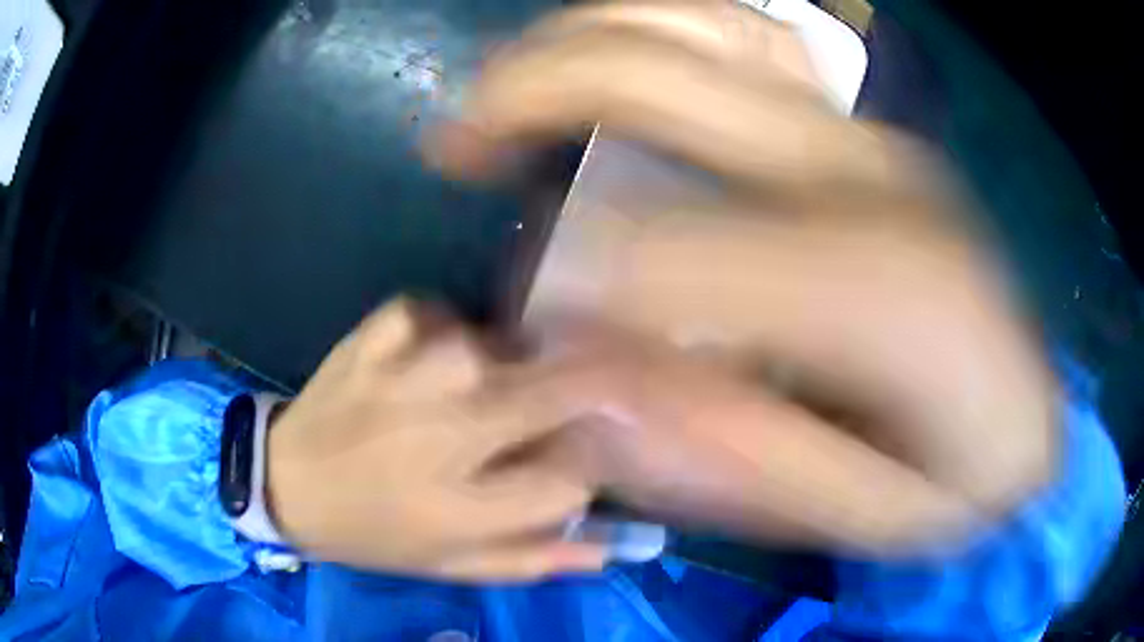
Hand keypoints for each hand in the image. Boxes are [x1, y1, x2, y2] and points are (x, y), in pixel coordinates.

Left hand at [266, 300, 604, 580]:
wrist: (287, 485)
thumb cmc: (375, 533)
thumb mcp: (452, 564)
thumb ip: (532, 558)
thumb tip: (607, 548)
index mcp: (460, 508)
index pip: (569, 482)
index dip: (583, 472)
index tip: (569, 467)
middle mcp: (440, 437)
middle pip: (552, 394)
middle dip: (586, 391)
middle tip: (574, 397)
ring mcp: (400, 377)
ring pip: (491, 345)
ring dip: (502, 362)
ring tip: (485, 382)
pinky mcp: (369, 340)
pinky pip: (431, 311)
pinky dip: (439, 326)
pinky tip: (427, 354)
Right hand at [428, 1, 1056, 548]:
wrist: (1032, 421)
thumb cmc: (961, 481)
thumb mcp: (862, 515)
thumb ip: (734, 459)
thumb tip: (587, 389)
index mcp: (883, 291)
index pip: (662, 250)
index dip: (563, 280)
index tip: (519, 326)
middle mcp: (868, 176)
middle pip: (662, 77)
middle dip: (529, 95)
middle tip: (453, 141)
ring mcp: (868, 134)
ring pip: (698, 26)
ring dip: (578, 38)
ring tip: (501, 82)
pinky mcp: (867, 132)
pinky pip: (741, 40)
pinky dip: (650, 30)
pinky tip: (602, 58)